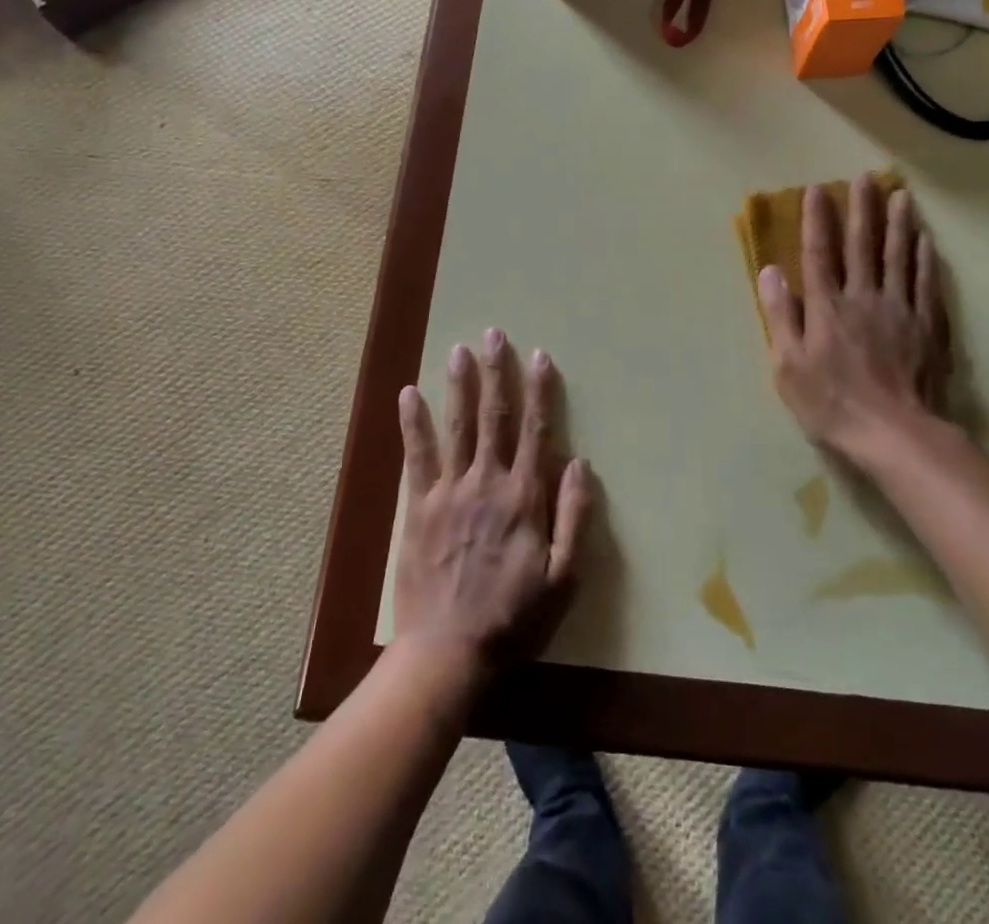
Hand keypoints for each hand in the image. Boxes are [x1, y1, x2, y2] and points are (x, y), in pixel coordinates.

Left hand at [394, 330, 591, 675]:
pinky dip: (412, 424)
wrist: (447, 654)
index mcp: (523, 497)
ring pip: (456, 427)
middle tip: (494, 335)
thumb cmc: (514, 619)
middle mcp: (487, 483)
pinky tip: (408, 394)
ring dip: (459, 386)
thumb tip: (580, 464)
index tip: (540, 356)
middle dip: (496, 373)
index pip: (535, 431)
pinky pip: (415, 457)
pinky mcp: (418, 508)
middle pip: (494, 417)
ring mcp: (448, 492)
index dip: (539, 391)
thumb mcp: (564, 578)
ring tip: (459, 350)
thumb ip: (573, 518)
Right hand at [759, 176, 967, 476]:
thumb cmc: (832, 404)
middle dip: (863, 209)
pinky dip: (926, 258)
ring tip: (901, 195)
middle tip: (866, 177)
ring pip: (899, 257)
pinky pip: (926, 283)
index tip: (817, 190)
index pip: (819, 253)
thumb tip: (770, 271)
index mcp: (827, 306)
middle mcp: (864, 297)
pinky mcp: (928, 327)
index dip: (817, 220)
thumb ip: (780, 316)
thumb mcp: (789, 367)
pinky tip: (926, 240)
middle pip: (863, 245)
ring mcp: (900, 309)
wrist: (896, 435)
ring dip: (898, 223)